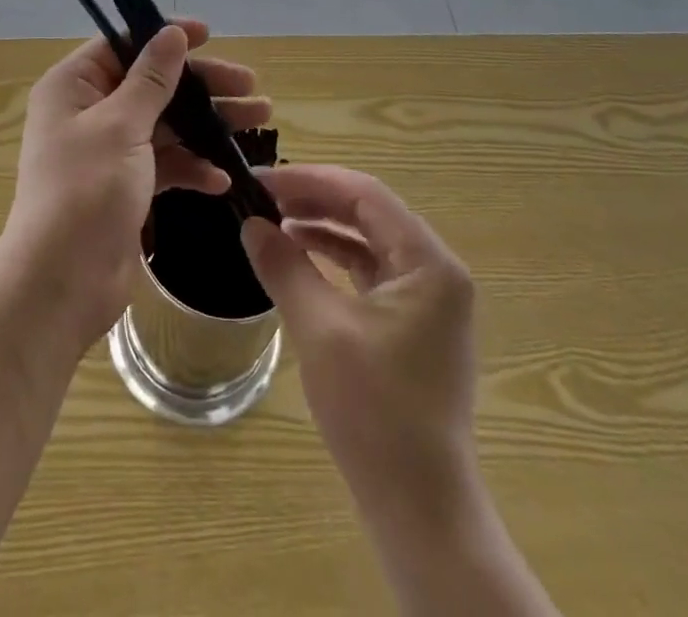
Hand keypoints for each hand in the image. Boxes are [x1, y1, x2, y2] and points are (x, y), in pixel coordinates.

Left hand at [0, 20, 271, 353]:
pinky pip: (165, 164)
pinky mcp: (126, 186)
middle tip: (250, 85)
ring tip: (258, 121)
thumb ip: (152, 78)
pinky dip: (192, 167)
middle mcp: (89, 111)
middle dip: (202, 85)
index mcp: (74, 86)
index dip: (166, 36)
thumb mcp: (121, 126)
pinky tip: (222, 178)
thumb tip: (172, 32)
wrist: (61, 285)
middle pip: (153, 83)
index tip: (210, 35)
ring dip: (207, 124)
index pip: (123, 44)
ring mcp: (109, 151)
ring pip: (165, 124)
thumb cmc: (86, 192)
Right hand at [241, 165, 479, 535]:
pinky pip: (370, 271)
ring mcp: (428, 299)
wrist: (420, 508)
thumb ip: (285, 267)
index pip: (366, 194)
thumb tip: (250, 224)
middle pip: (369, 212)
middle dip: (314, 199)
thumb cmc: (375, 412)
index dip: (311, 180)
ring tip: (273, 221)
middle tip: (262, 196)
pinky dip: (334, 258)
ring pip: (369, 239)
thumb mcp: (320, 330)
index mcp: (429, 263)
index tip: (262, 180)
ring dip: (323, 226)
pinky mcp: (413, 323)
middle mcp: (436, 271)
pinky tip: (299, 257)